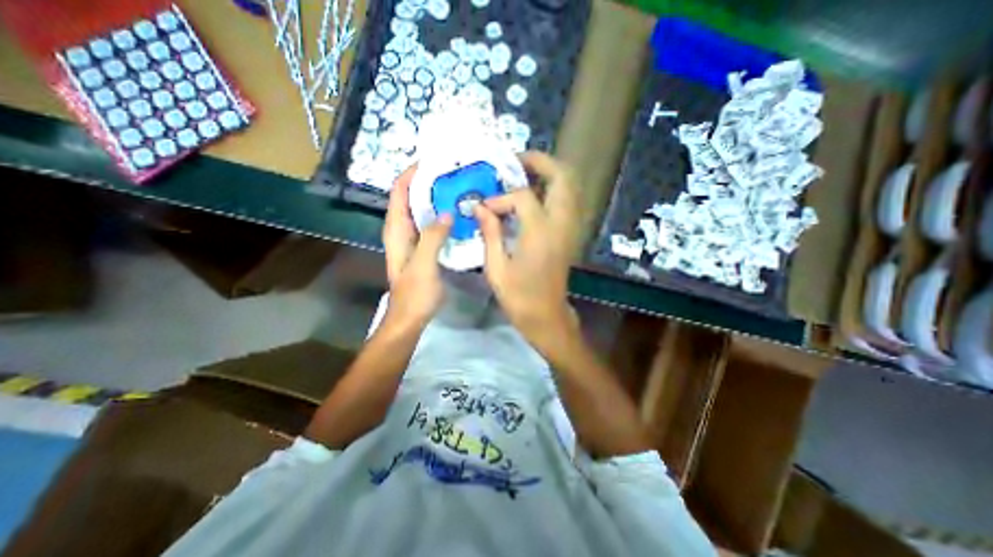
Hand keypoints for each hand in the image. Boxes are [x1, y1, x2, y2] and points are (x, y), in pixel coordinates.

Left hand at [382, 166, 451, 330]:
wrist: (410, 317)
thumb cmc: (415, 293)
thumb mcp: (424, 264)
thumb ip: (433, 237)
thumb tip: (447, 212)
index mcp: (396, 230)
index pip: (400, 191)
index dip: (412, 173)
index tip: (434, 161)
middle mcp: (401, 230)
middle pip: (410, 197)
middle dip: (427, 182)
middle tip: (452, 173)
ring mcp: (411, 239)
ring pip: (421, 210)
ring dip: (435, 197)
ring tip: (457, 188)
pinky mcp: (422, 248)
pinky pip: (430, 224)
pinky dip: (440, 214)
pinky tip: (456, 214)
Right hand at [475, 153, 584, 348]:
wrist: (546, 316)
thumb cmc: (519, 297)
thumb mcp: (496, 267)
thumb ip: (490, 232)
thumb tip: (479, 207)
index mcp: (540, 233)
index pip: (522, 196)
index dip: (501, 198)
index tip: (485, 209)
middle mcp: (560, 224)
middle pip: (561, 177)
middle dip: (539, 162)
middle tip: (515, 161)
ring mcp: (570, 228)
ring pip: (569, 186)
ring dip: (548, 173)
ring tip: (523, 173)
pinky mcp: (570, 233)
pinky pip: (567, 199)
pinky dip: (553, 188)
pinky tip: (533, 194)